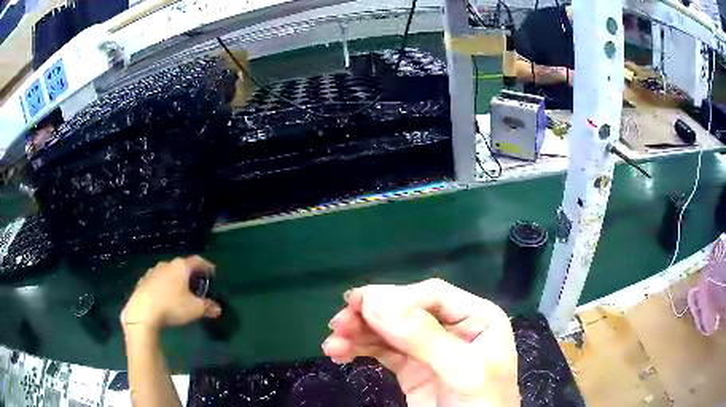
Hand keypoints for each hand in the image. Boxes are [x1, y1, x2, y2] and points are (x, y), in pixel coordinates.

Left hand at [120, 256, 220, 332]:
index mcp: (181, 267)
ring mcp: (152, 272)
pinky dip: (163, 287)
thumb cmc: (172, 306)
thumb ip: (207, 307)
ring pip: (167, 273)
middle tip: (196, 285)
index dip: (206, 266)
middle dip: (189, 274)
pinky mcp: (142, 282)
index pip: (197, 260)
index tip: (212, 272)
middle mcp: (166, 265)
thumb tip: (217, 309)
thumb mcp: (195, 309)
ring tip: (179, 292)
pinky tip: (164, 298)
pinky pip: (157, 281)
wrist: (142, 312)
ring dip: (175, 280)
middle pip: (181, 266)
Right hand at [322, 279, 518, 406]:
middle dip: (370, 316)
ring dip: (359, 334)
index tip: (358, 305)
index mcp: (476, 317)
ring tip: (332, 344)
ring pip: (389, 331)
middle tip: (337, 324)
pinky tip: (340, 353)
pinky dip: (360, 349)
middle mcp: (452, 327)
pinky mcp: (412, 369)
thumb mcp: (461, 370)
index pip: (432, 295)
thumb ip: (423, 337)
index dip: (395, 298)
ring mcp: (430, 349)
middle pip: (406, 311)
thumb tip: (375, 300)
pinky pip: (383, 352)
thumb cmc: (482, 403)